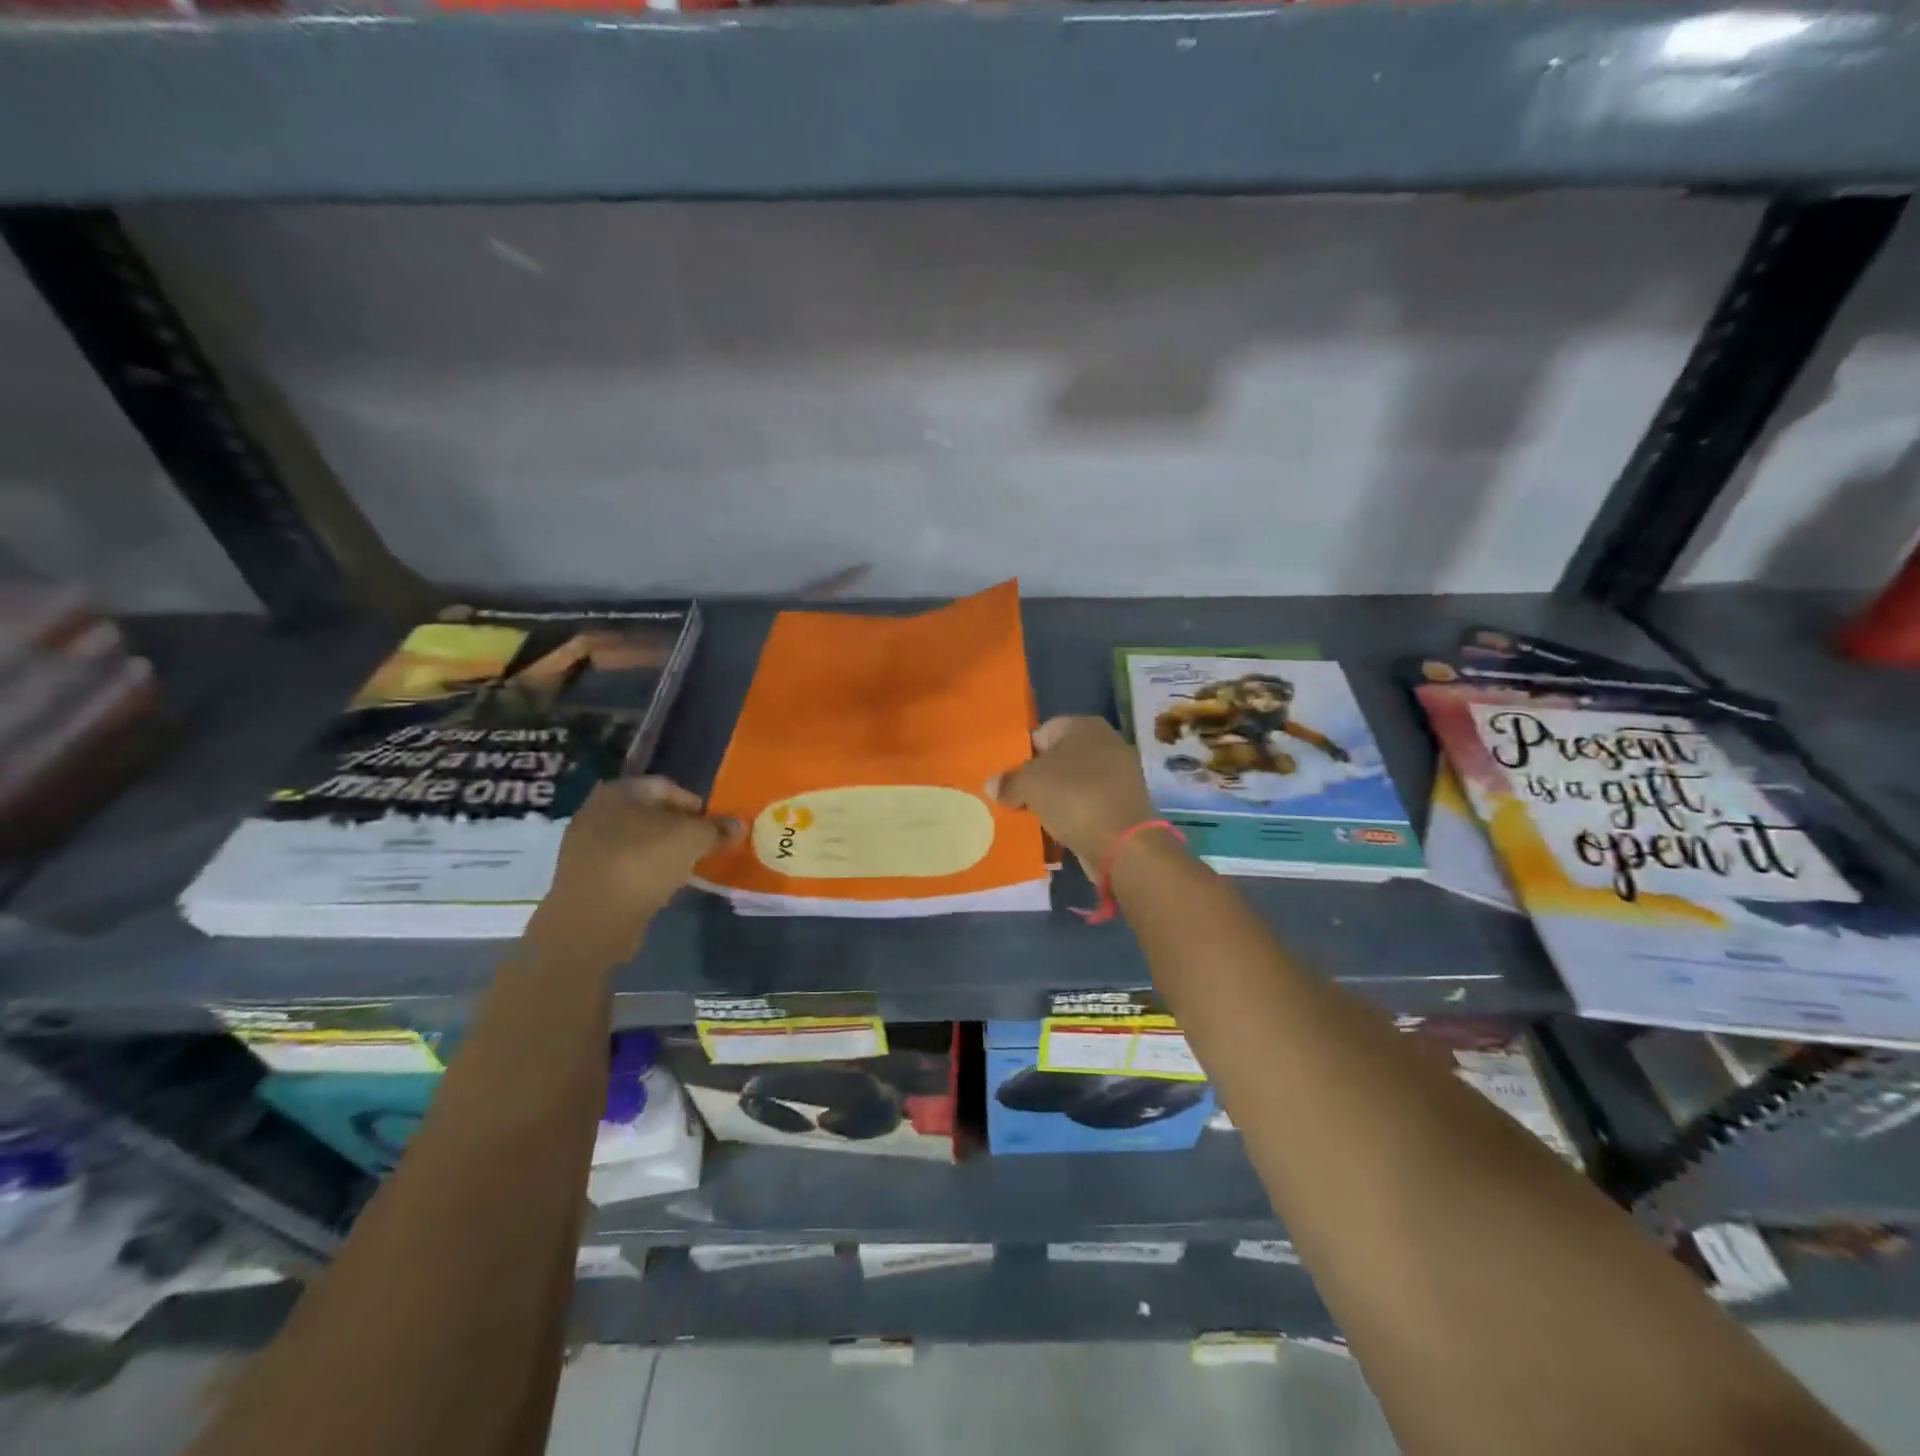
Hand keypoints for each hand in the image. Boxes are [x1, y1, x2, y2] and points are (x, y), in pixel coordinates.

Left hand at [528, 777, 741, 960]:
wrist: (592, 919)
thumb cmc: (644, 862)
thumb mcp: (693, 839)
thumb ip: (717, 829)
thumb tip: (739, 824)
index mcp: (619, 791)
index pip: (666, 786)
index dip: (694, 803)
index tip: (713, 824)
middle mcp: (596, 811)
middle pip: (649, 813)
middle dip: (677, 827)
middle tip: (702, 844)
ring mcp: (585, 845)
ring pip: (635, 840)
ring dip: (660, 850)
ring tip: (685, 866)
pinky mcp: (583, 877)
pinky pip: (623, 865)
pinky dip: (644, 870)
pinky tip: (661, 885)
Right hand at [987, 716, 1156, 868]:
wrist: (1123, 843)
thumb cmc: (1073, 797)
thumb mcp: (1029, 784)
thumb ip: (1008, 781)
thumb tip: (993, 785)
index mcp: (1086, 726)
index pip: (1043, 732)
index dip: (1022, 754)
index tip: (1007, 777)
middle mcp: (1107, 743)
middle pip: (1060, 758)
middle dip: (1038, 778)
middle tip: (1015, 798)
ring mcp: (1120, 775)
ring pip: (1074, 783)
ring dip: (1055, 798)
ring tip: (1032, 816)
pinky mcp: (1124, 805)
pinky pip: (1088, 804)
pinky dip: (1073, 814)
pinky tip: (1057, 829)